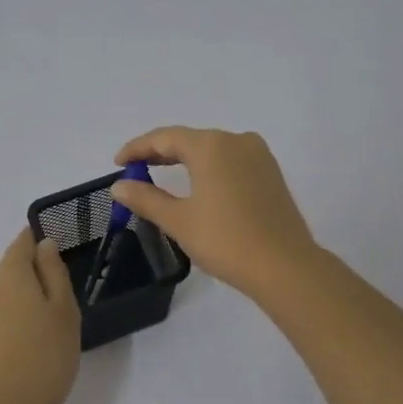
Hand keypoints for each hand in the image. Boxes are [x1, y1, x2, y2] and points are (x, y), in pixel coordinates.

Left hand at [0, 228, 81, 403]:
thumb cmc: (43, 357)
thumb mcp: (64, 311)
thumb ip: (54, 272)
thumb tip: (44, 245)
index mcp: (7, 272)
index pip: (22, 242)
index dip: (40, 244)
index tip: (59, 259)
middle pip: (11, 272)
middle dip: (33, 282)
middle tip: (61, 311)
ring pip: (2, 298)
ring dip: (21, 307)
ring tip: (44, 337)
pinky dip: (9, 327)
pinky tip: (25, 352)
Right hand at [110, 127, 320, 300]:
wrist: (284, 266)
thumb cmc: (225, 240)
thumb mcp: (178, 220)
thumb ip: (146, 198)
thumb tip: (119, 186)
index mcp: (211, 145)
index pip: (164, 137)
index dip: (137, 148)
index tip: (117, 162)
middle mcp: (236, 140)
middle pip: (190, 139)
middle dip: (160, 152)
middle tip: (135, 169)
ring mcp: (258, 155)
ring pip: (212, 149)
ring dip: (185, 159)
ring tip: (162, 176)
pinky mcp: (271, 173)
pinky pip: (231, 161)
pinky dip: (209, 168)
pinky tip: (199, 185)